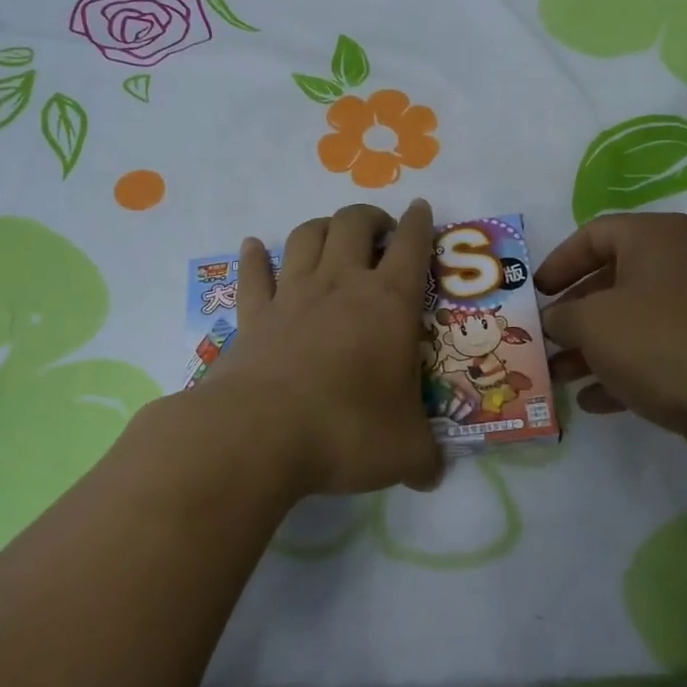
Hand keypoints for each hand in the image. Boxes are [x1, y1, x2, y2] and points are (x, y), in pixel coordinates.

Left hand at [202, 201, 442, 497]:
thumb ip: (424, 458)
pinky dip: (255, 256)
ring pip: (306, 236)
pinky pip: (253, 273)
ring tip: (332, 235)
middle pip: (354, 223)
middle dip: (370, 217)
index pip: (412, 246)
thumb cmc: (346, 431)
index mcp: (389, 303)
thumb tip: (433, 476)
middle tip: (380, 230)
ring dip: (322, 226)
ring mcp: (292, 295)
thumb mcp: (404, 452)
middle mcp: (340, 285)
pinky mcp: (253, 315)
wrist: (259, 434)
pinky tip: (254, 247)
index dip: (421, 223)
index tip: (422, 209)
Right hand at [536, 213, 686, 486]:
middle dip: (571, 313)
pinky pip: (653, 354)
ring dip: (590, 348)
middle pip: (610, 280)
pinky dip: (621, 372)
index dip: (557, 262)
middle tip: (542, 337)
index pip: (593, 234)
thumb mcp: (593, 323)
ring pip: (630, 321)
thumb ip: (561, 315)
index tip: (533, 294)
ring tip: (557, 376)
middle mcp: (681, 265)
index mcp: (656, 238)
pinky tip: (593, 401)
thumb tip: (553, 320)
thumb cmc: (661, 343)